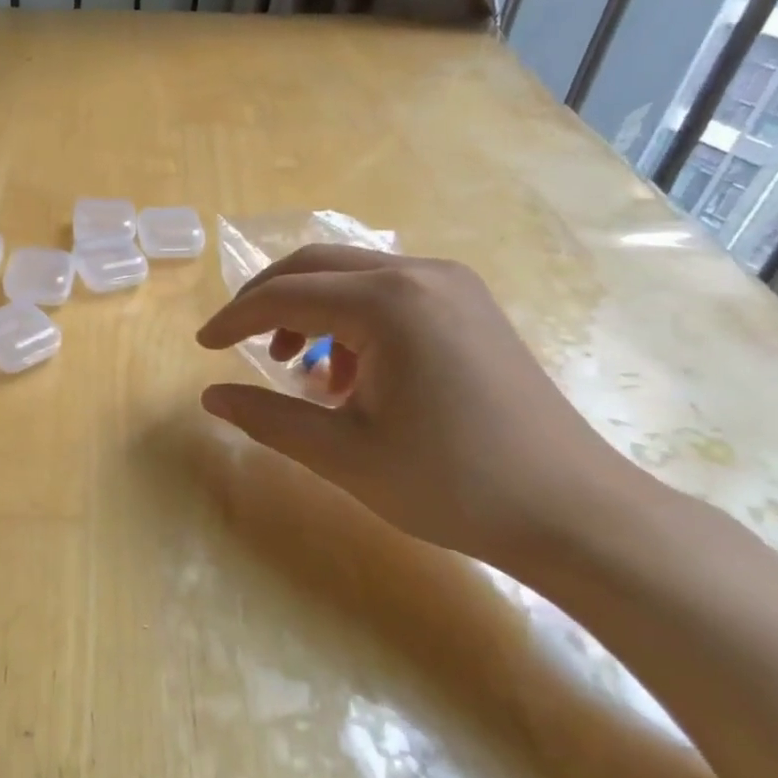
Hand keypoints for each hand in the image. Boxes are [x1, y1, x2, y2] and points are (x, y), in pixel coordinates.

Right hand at [195, 246, 654, 570]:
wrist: (575, 512)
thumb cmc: (452, 484)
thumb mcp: (343, 455)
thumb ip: (268, 418)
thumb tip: (210, 397)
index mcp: (388, 303)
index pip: (286, 294)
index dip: (235, 318)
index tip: (202, 345)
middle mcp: (420, 275)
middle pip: (316, 265)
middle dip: (265, 299)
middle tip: (234, 340)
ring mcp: (453, 286)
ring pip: (352, 276)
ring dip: (308, 307)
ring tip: (292, 364)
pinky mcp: (470, 306)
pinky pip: (388, 292)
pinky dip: (349, 319)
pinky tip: (348, 373)